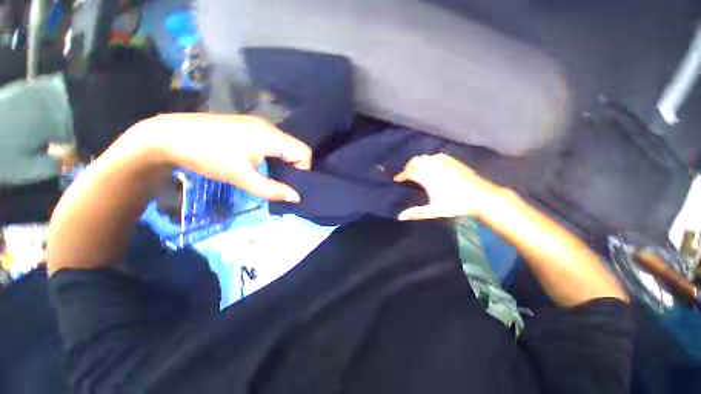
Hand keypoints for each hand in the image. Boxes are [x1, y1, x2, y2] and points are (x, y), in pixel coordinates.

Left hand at [134, 114, 311, 201]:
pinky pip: (274, 142)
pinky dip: (275, 156)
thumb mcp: (241, 177)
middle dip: (295, 168)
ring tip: (273, 176)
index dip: (303, 170)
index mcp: (271, 136)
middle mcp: (269, 127)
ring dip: (284, 162)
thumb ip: (272, 189)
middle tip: (284, 184)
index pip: (304, 152)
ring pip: (285, 146)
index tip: (291, 184)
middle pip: (296, 148)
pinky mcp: (250, 127)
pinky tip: (262, 165)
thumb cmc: (208, 156)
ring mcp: (259, 125)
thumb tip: (296, 198)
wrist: (169, 136)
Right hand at [393, 153, 502, 219]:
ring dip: (417, 162)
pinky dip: (429, 159)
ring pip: (424, 157)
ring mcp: (443, 161)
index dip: (401, 175)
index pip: (409, 172)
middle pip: (415, 161)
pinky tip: (430, 165)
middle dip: (408, 167)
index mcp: (428, 177)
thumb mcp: (434, 210)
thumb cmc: (456, 204)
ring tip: (416, 170)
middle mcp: (433, 166)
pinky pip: (435, 155)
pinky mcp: (452, 160)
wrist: (481, 196)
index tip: (396, 179)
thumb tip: (400, 217)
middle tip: (405, 175)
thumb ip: (416, 213)